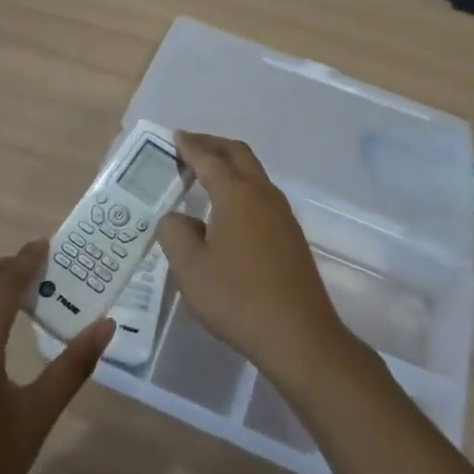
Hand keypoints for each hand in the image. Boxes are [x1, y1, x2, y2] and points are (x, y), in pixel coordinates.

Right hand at [156, 131, 357, 385]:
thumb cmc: (238, 298)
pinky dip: (241, 186)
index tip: (174, 136)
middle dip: (212, 145)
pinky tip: (228, 210)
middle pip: (238, 154)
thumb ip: (174, 233)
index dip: (189, 146)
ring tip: (205, 174)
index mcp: (236, 194)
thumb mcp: (190, 268)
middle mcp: (262, 194)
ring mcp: (282, 215)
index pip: (208, 159)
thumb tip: (176, 218)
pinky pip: (261, 195)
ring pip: (254, 173)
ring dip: (229, 165)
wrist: (300, 337)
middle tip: (189, 146)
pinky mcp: (291, 236)